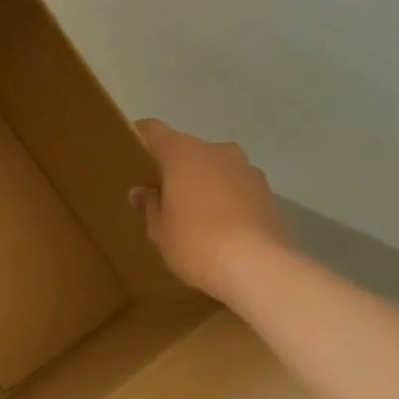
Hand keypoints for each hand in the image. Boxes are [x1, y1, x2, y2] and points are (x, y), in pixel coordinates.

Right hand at [129, 119, 289, 299]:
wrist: (256, 267)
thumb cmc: (194, 241)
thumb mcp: (159, 229)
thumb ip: (149, 205)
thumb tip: (142, 192)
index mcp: (184, 154)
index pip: (155, 131)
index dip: (141, 135)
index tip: (130, 145)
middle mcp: (218, 151)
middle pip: (189, 151)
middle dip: (175, 167)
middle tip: (161, 192)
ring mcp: (248, 170)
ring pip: (216, 169)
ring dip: (203, 183)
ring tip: (192, 212)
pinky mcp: (268, 193)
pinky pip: (236, 188)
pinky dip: (225, 199)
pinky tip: (218, 226)